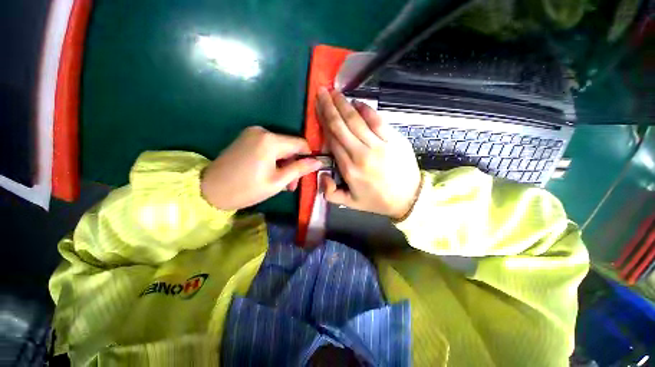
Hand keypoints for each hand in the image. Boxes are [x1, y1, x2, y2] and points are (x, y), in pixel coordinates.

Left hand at [201, 126, 322, 210]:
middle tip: (292, 185)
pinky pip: (269, 147)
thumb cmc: (246, 189)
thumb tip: (318, 161)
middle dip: (294, 164)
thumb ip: (299, 169)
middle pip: (290, 146)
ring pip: (281, 148)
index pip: (301, 144)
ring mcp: (252, 133)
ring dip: (285, 164)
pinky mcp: (247, 138)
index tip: (307, 172)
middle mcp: (262, 131)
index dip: (308, 157)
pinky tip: (271, 173)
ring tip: (282, 183)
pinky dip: (274, 160)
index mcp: (270, 140)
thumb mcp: (278, 182)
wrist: (209, 190)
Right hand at [317, 88, 420, 219]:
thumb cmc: (377, 200)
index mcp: (349, 169)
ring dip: (344, 104)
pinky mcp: (394, 139)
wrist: (409, 198)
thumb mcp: (350, 203)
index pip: (332, 141)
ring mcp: (379, 145)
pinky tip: (357, 102)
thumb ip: (330, 192)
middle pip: (341, 126)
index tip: (318, 110)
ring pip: (357, 120)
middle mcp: (361, 154)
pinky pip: (377, 120)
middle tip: (322, 92)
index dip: (324, 123)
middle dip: (329, 107)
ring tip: (335, 93)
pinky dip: (366, 109)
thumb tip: (322, 174)